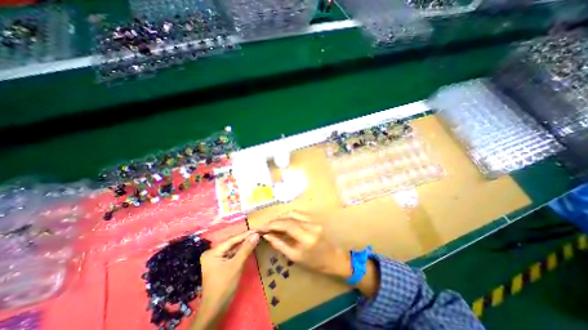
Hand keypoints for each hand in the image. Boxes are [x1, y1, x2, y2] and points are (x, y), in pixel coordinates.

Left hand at [192, 231, 257, 328]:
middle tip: (257, 232)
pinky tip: (249, 246)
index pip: (232, 240)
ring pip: (233, 248)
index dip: (245, 234)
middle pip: (232, 243)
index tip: (257, 229)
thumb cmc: (224, 286)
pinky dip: (241, 251)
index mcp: (212, 252)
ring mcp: (216, 258)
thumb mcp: (236, 265)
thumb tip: (256, 235)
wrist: (215, 310)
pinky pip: (232, 254)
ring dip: (244, 244)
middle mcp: (212, 253)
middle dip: (245, 238)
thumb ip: (246, 249)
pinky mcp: (220, 263)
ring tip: (255, 237)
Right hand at [259, 213, 350, 278]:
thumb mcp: (295, 257)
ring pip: (293, 213)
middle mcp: (311, 225)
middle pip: (289, 217)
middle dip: (275, 221)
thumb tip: (267, 235)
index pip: (286, 225)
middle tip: (265, 226)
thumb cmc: (315, 262)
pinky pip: (299, 214)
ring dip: (282, 218)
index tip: (261, 227)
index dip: (272, 224)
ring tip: (274, 225)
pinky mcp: (315, 218)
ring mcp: (314, 220)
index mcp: (307, 237)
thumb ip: (279, 244)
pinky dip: (290, 217)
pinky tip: (285, 223)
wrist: (335, 258)